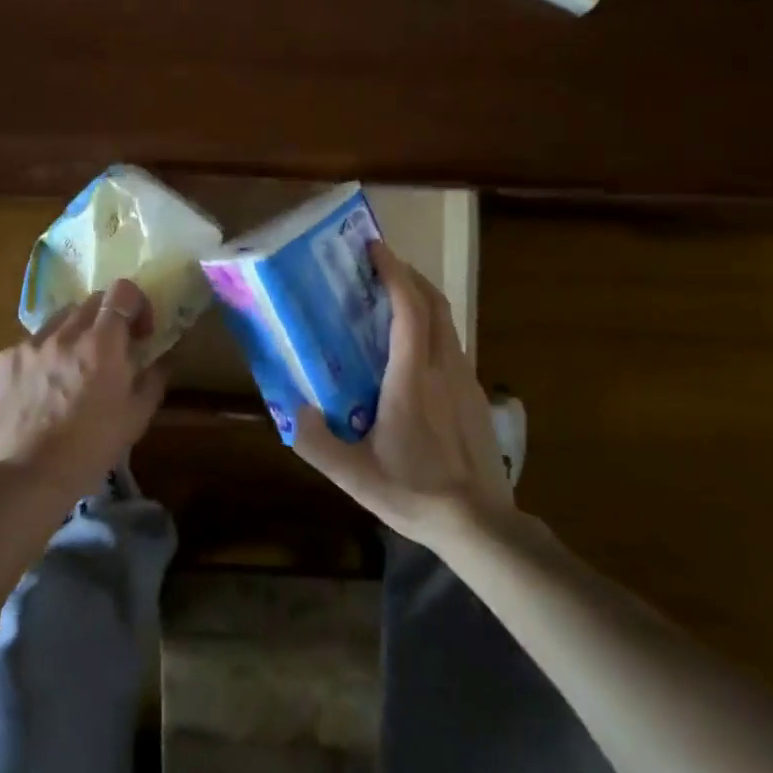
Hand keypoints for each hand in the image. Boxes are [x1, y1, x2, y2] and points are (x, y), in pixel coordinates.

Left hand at [0, 278, 166, 503]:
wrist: (25, 479)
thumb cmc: (89, 449)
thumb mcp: (136, 418)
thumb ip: (154, 379)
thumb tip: (162, 359)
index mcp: (101, 343)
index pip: (122, 292)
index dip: (136, 303)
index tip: (139, 332)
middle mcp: (65, 333)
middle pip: (91, 301)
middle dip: (107, 318)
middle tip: (111, 350)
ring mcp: (31, 343)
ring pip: (61, 319)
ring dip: (75, 333)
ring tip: (74, 368)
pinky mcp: (5, 359)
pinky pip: (33, 343)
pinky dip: (46, 354)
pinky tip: (44, 387)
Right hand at [290, 243, 514, 548]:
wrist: (480, 523)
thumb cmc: (415, 493)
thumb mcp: (355, 477)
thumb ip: (318, 444)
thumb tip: (292, 411)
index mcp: (411, 378)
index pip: (409, 309)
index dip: (393, 273)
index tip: (374, 248)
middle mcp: (442, 367)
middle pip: (433, 302)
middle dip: (408, 274)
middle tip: (378, 265)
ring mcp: (465, 378)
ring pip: (447, 320)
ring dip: (422, 297)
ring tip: (392, 296)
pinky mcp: (475, 393)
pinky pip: (452, 341)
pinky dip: (432, 323)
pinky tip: (413, 346)